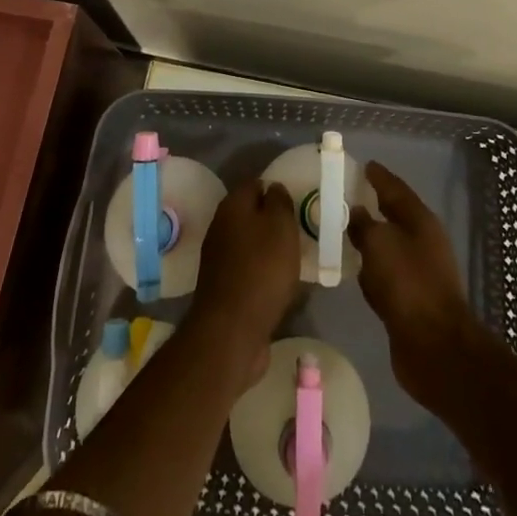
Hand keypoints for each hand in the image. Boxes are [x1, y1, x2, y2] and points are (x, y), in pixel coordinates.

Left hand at [189, 179, 301, 383]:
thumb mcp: (281, 226)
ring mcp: (219, 259)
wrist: (232, 331)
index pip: (254, 184)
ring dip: (268, 248)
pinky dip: (262, 273)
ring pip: (249, 243)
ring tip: (293, 258)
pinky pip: (247, 270)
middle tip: (297, 231)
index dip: (275, 189)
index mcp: (232, 206)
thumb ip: (279, 202)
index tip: (295, 202)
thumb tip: (273, 189)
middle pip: (250, 214)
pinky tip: (279, 284)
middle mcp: (220, 227)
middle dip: (272, 220)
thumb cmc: (261, 270)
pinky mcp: (223, 287)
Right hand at [348, 161, 482, 404]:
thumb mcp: (380, 245)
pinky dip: (371, 271)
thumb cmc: (408, 284)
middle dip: (372, 207)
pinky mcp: (410, 301)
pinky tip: (354, 272)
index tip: (363, 165)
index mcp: (420, 220)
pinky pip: (385, 276)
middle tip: (345, 197)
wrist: (435, 348)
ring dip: (370, 241)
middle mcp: (422, 242)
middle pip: (393, 216)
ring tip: (342, 232)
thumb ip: (364, 225)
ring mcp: (418, 272)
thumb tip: (357, 212)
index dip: (379, 176)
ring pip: (388, 247)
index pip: (395, 188)